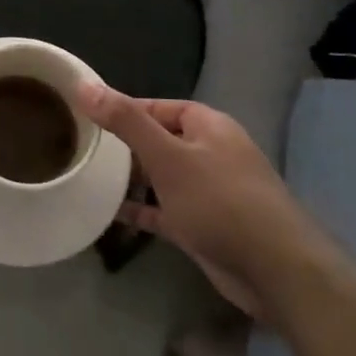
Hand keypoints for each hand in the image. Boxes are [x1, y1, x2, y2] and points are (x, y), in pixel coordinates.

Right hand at [78, 84, 296, 319]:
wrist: (273, 269)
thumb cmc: (219, 200)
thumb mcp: (167, 155)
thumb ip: (126, 121)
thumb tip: (84, 85)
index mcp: (207, 126)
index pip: (159, 107)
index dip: (124, 109)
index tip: (87, 116)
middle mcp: (209, 153)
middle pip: (159, 140)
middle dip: (124, 145)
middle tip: (82, 148)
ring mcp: (207, 192)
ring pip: (161, 177)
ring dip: (131, 179)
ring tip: (88, 177)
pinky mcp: (203, 226)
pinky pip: (164, 211)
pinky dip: (141, 210)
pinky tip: (108, 213)